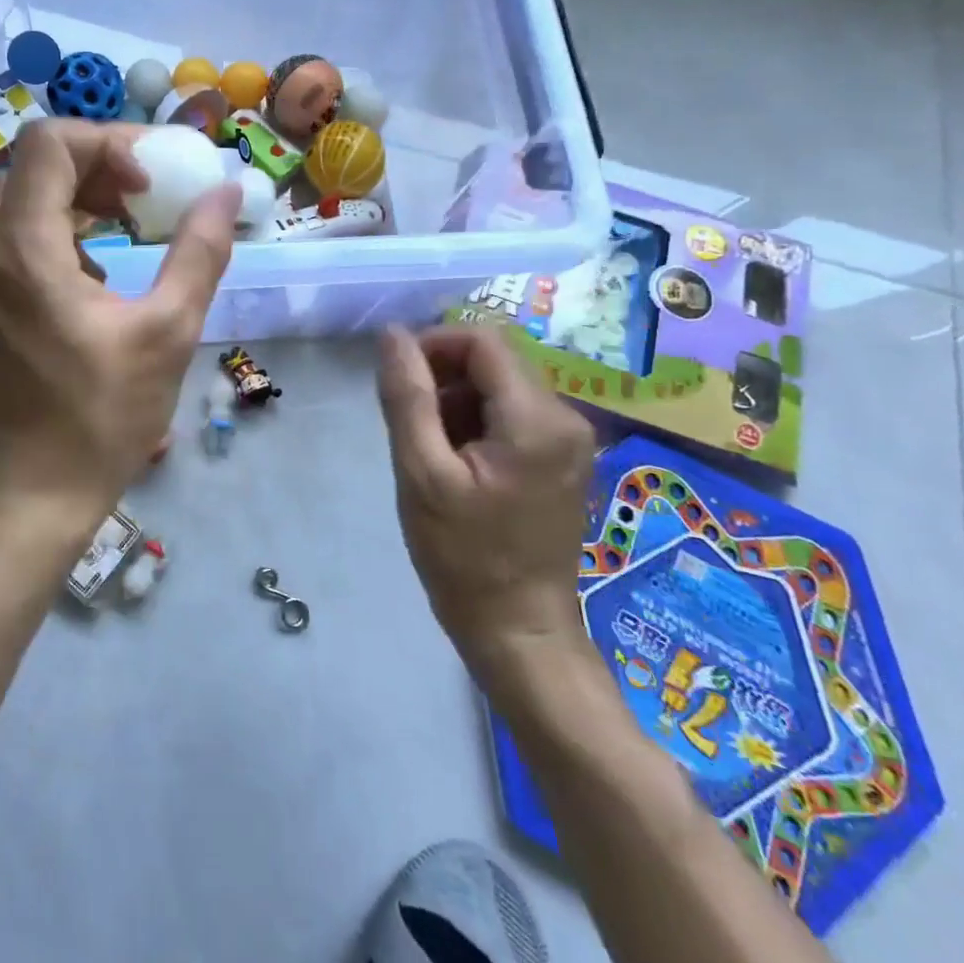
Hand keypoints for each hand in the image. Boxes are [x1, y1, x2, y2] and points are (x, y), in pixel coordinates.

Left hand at [0, 119, 241, 541]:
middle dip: (96, 167)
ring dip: (75, 198)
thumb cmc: (100, 419)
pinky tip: (94, 275)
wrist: (28, 497)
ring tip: (127, 229)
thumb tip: (226, 191)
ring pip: (18, 200)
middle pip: (32, 166)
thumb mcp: (167, 333)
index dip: (108, 144)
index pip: (49, 143)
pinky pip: (10, 237)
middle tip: (146, 198)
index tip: (151, 184)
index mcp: (23, 249)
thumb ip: (199, 252)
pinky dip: (54, 231)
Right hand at [375, 323, 595, 683]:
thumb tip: (392, 333)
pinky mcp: (563, 457)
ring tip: (431, 449)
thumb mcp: (421, 472)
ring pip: (500, 385)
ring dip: (457, 401)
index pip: (482, 340)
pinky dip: (476, 421)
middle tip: (410, 422)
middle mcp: (566, 416)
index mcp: (537, 417)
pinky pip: (512, 413)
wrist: (518, 629)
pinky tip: (456, 461)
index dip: (433, 345)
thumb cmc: (463, 555)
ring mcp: (570, 439)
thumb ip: (407, 396)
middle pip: (494, 360)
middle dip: (443, 377)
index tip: (398, 381)